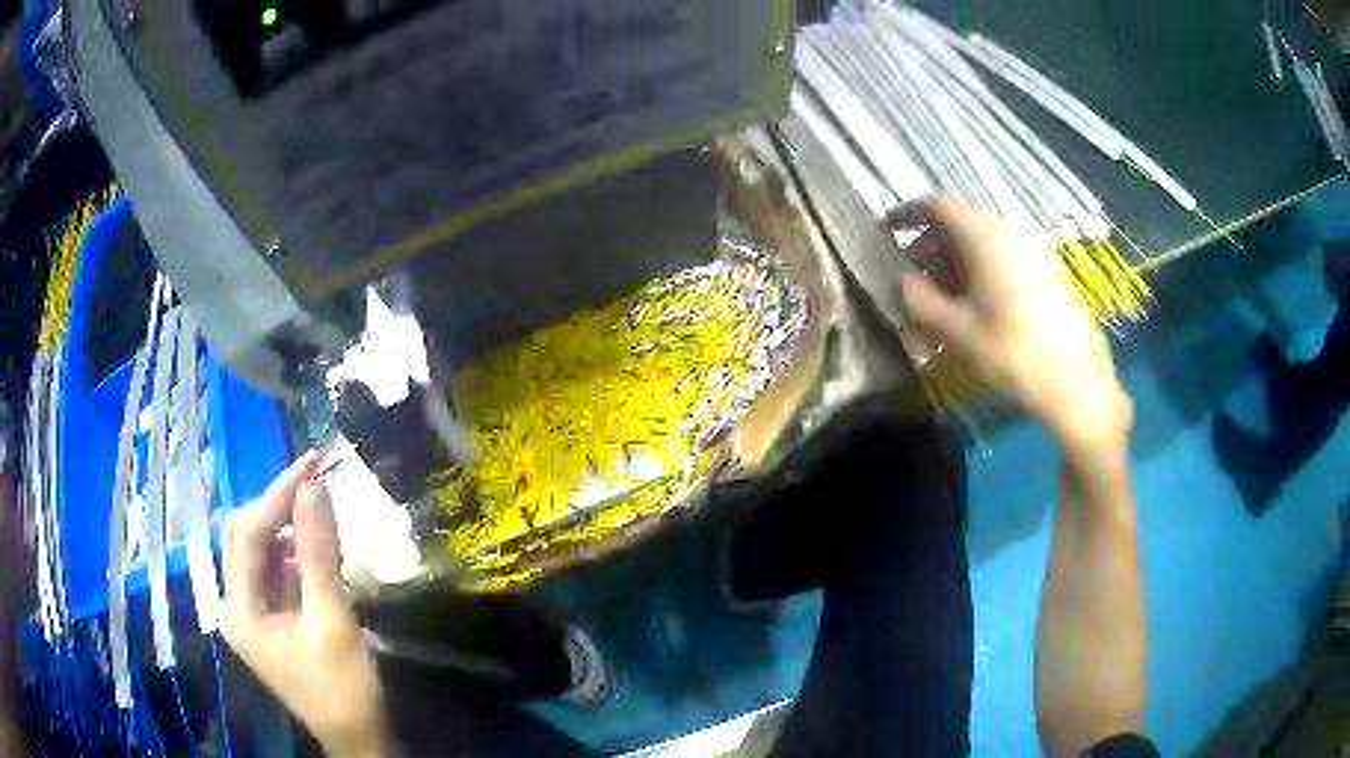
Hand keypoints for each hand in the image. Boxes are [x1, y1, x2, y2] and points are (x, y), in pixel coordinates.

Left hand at [221, 452, 388, 757]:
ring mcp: (254, 611)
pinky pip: (277, 569)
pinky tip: (318, 541)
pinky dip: (296, 550)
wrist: (359, 738)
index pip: (247, 534)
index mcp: (239, 609)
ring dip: (288, 524)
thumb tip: (315, 486)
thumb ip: (318, 553)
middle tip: (315, 480)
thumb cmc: (343, 688)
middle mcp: (237, 604)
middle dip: (277, 505)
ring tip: (320, 505)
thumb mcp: (332, 620)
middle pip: (245, 536)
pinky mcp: (273, 616)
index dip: (278, 495)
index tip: (312, 462)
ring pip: (261, 550)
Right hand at [889, 196, 1131, 451]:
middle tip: (915, 280)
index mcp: (986, 238)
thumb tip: (904, 280)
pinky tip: (979, 306)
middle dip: (932, 245)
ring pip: (983, 241)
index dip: (909, 213)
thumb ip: (920, 301)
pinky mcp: (1048, 269)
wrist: (1078, 383)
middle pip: (962, 222)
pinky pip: (1004, 255)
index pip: (939, 205)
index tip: (888, 230)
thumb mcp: (958, 333)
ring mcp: (1034, 249)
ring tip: (945, 300)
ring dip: (956, 261)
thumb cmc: (1014, 355)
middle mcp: (1011, 232)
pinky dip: (981, 269)